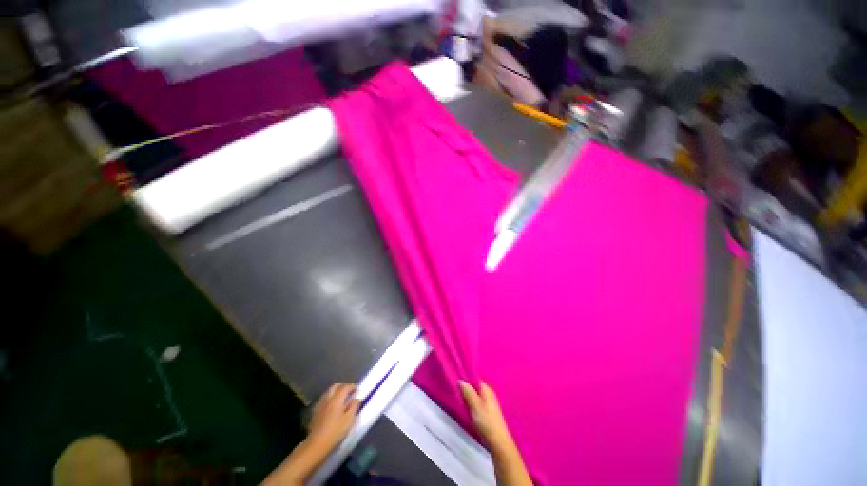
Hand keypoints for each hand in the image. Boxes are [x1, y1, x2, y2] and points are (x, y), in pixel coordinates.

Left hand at [306, 383, 359, 452]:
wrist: (316, 444)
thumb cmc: (335, 432)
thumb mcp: (349, 420)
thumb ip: (354, 406)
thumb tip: (357, 398)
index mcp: (336, 399)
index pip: (345, 387)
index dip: (352, 387)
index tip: (357, 390)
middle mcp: (327, 398)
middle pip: (335, 386)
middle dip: (343, 387)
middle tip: (349, 392)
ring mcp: (320, 405)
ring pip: (329, 392)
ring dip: (336, 392)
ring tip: (342, 399)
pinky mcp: (315, 412)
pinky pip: (324, 399)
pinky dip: (330, 399)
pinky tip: (332, 407)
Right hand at [461, 381, 533, 485]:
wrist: (498, 443)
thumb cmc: (486, 422)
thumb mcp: (475, 405)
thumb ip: (468, 392)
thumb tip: (460, 380)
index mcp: (487, 389)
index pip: (474, 378)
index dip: (465, 378)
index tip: (454, 379)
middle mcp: (488, 394)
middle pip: (474, 387)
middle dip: (465, 388)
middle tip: (454, 390)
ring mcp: (488, 404)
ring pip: (474, 396)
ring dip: (467, 397)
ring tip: (457, 398)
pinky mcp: (487, 413)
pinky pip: (476, 403)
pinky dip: (470, 404)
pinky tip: (465, 408)